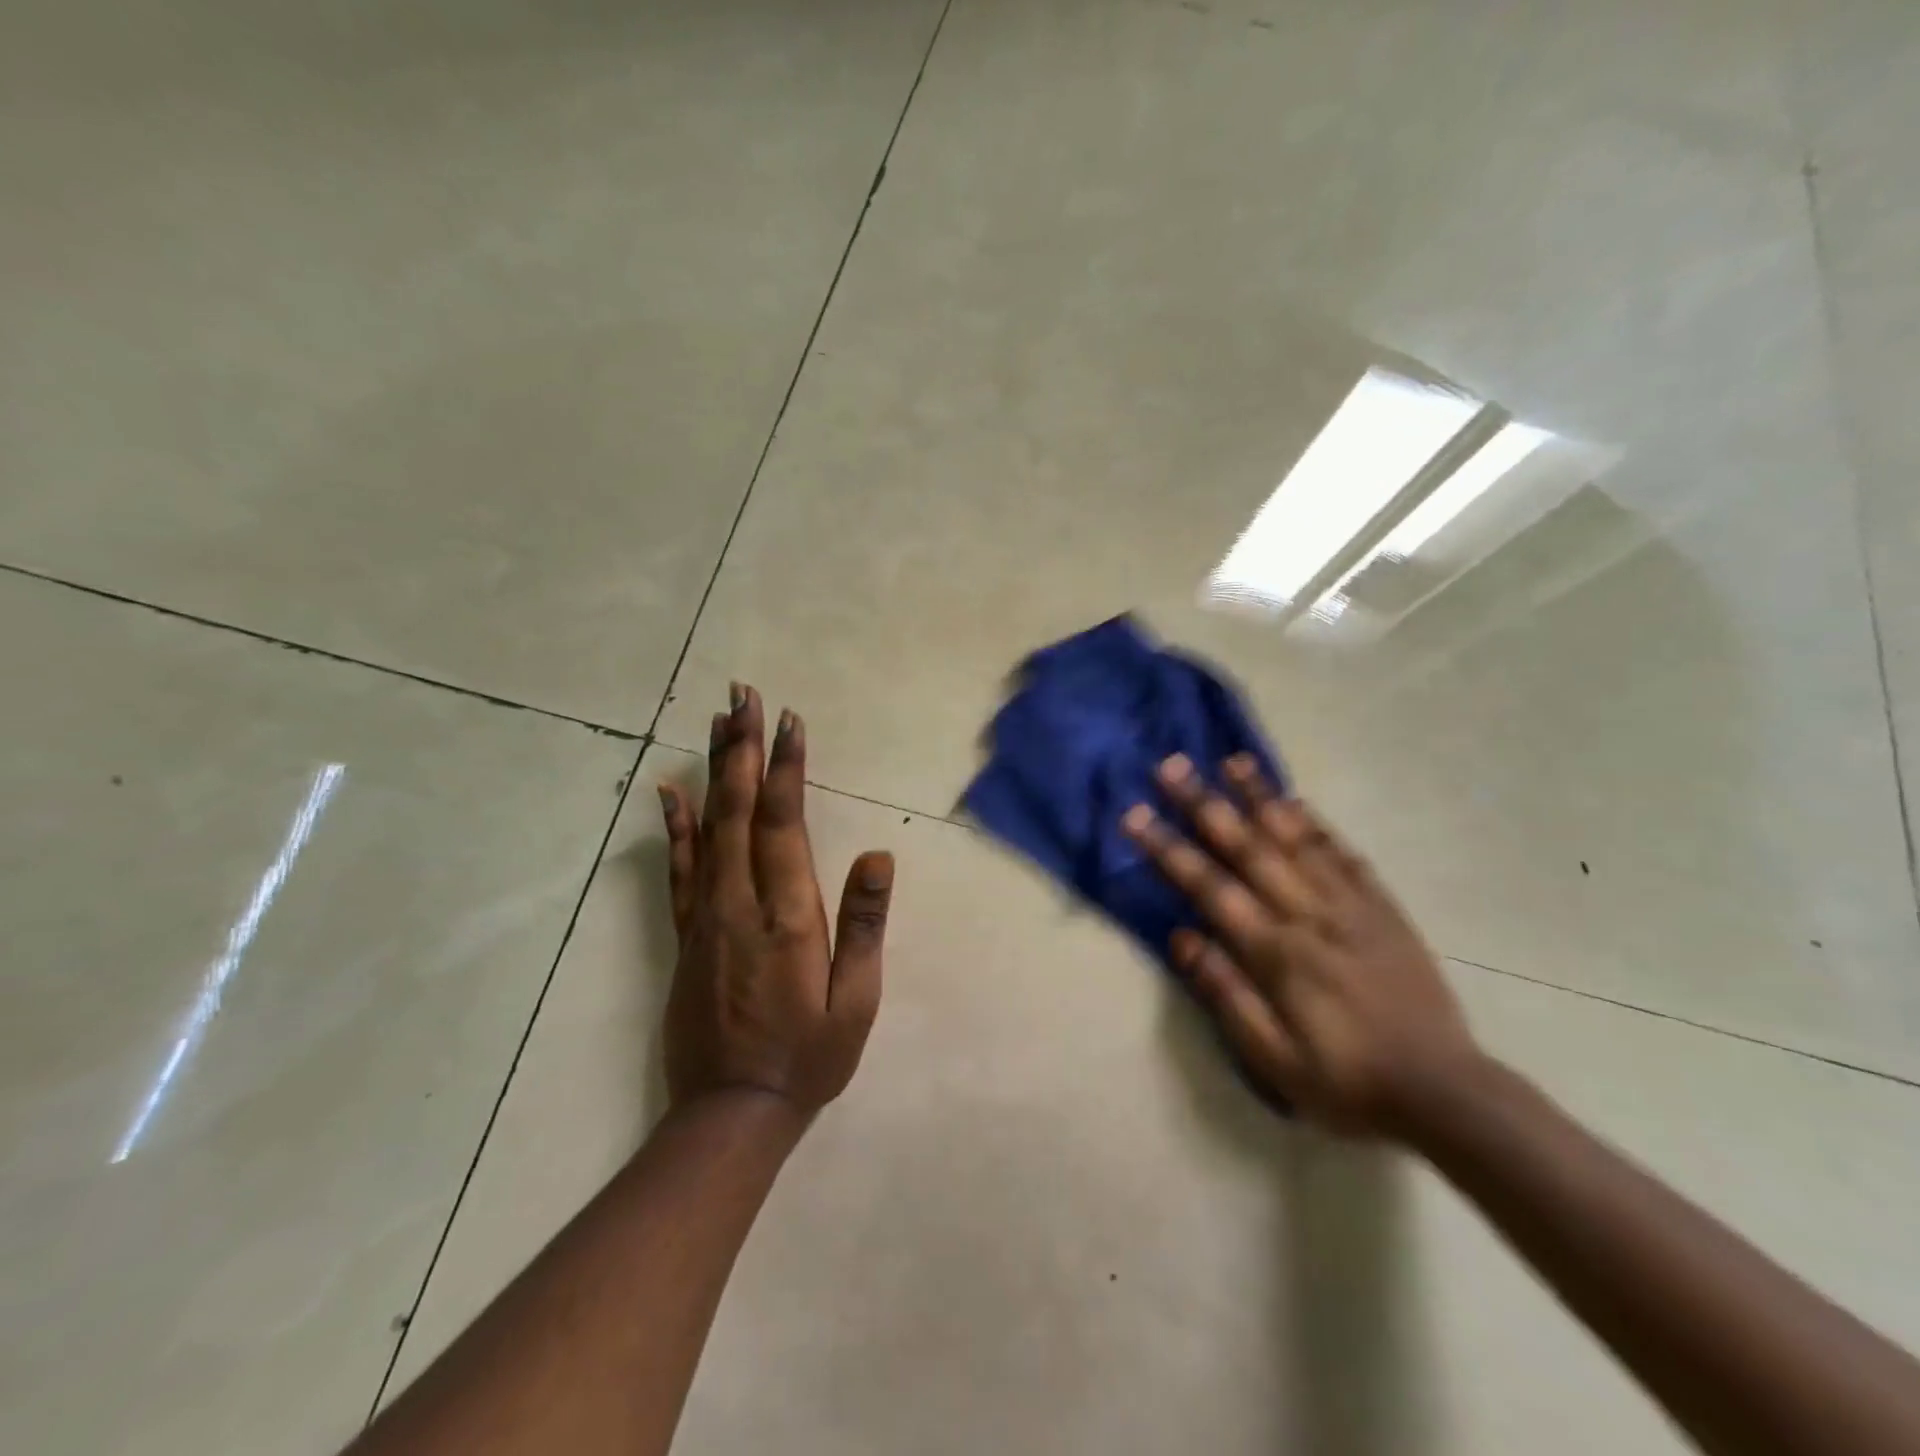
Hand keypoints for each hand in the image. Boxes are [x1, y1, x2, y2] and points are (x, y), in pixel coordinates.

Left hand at [657, 683, 893, 1119]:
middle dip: (744, 748)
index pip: (783, 823)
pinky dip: (675, 825)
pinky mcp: (685, 934)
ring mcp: (705, 916)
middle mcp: (739, 902)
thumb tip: (878, 855)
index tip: (787, 720)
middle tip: (743, 695)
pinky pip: (679, 869)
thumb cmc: (809, 1056)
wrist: (731, 1112)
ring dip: (715, 771)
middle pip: (739, 809)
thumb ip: (864, 925)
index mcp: (787, 914)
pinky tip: (670, 792)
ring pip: (707, 828)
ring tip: (717, 722)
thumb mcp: (856, 1000)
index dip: (786, 768)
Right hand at [1123, 753, 1481, 1138]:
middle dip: (1205, 804)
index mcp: (1277, 953)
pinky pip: (1346, 856)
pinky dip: (1318, 825)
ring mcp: (1351, 907)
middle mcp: (1310, 916)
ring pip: (1298, 839)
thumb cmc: (1346, 1083)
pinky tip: (1297, 802)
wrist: (1445, 1094)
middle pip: (1249, 848)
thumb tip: (1181, 938)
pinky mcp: (1384, 910)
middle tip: (1172, 766)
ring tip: (1232, 761)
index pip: (1210, 887)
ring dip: (1261, 797)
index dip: (1169, 849)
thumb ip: (1226, 994)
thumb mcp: (1274, 1060)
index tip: (1137, 815)